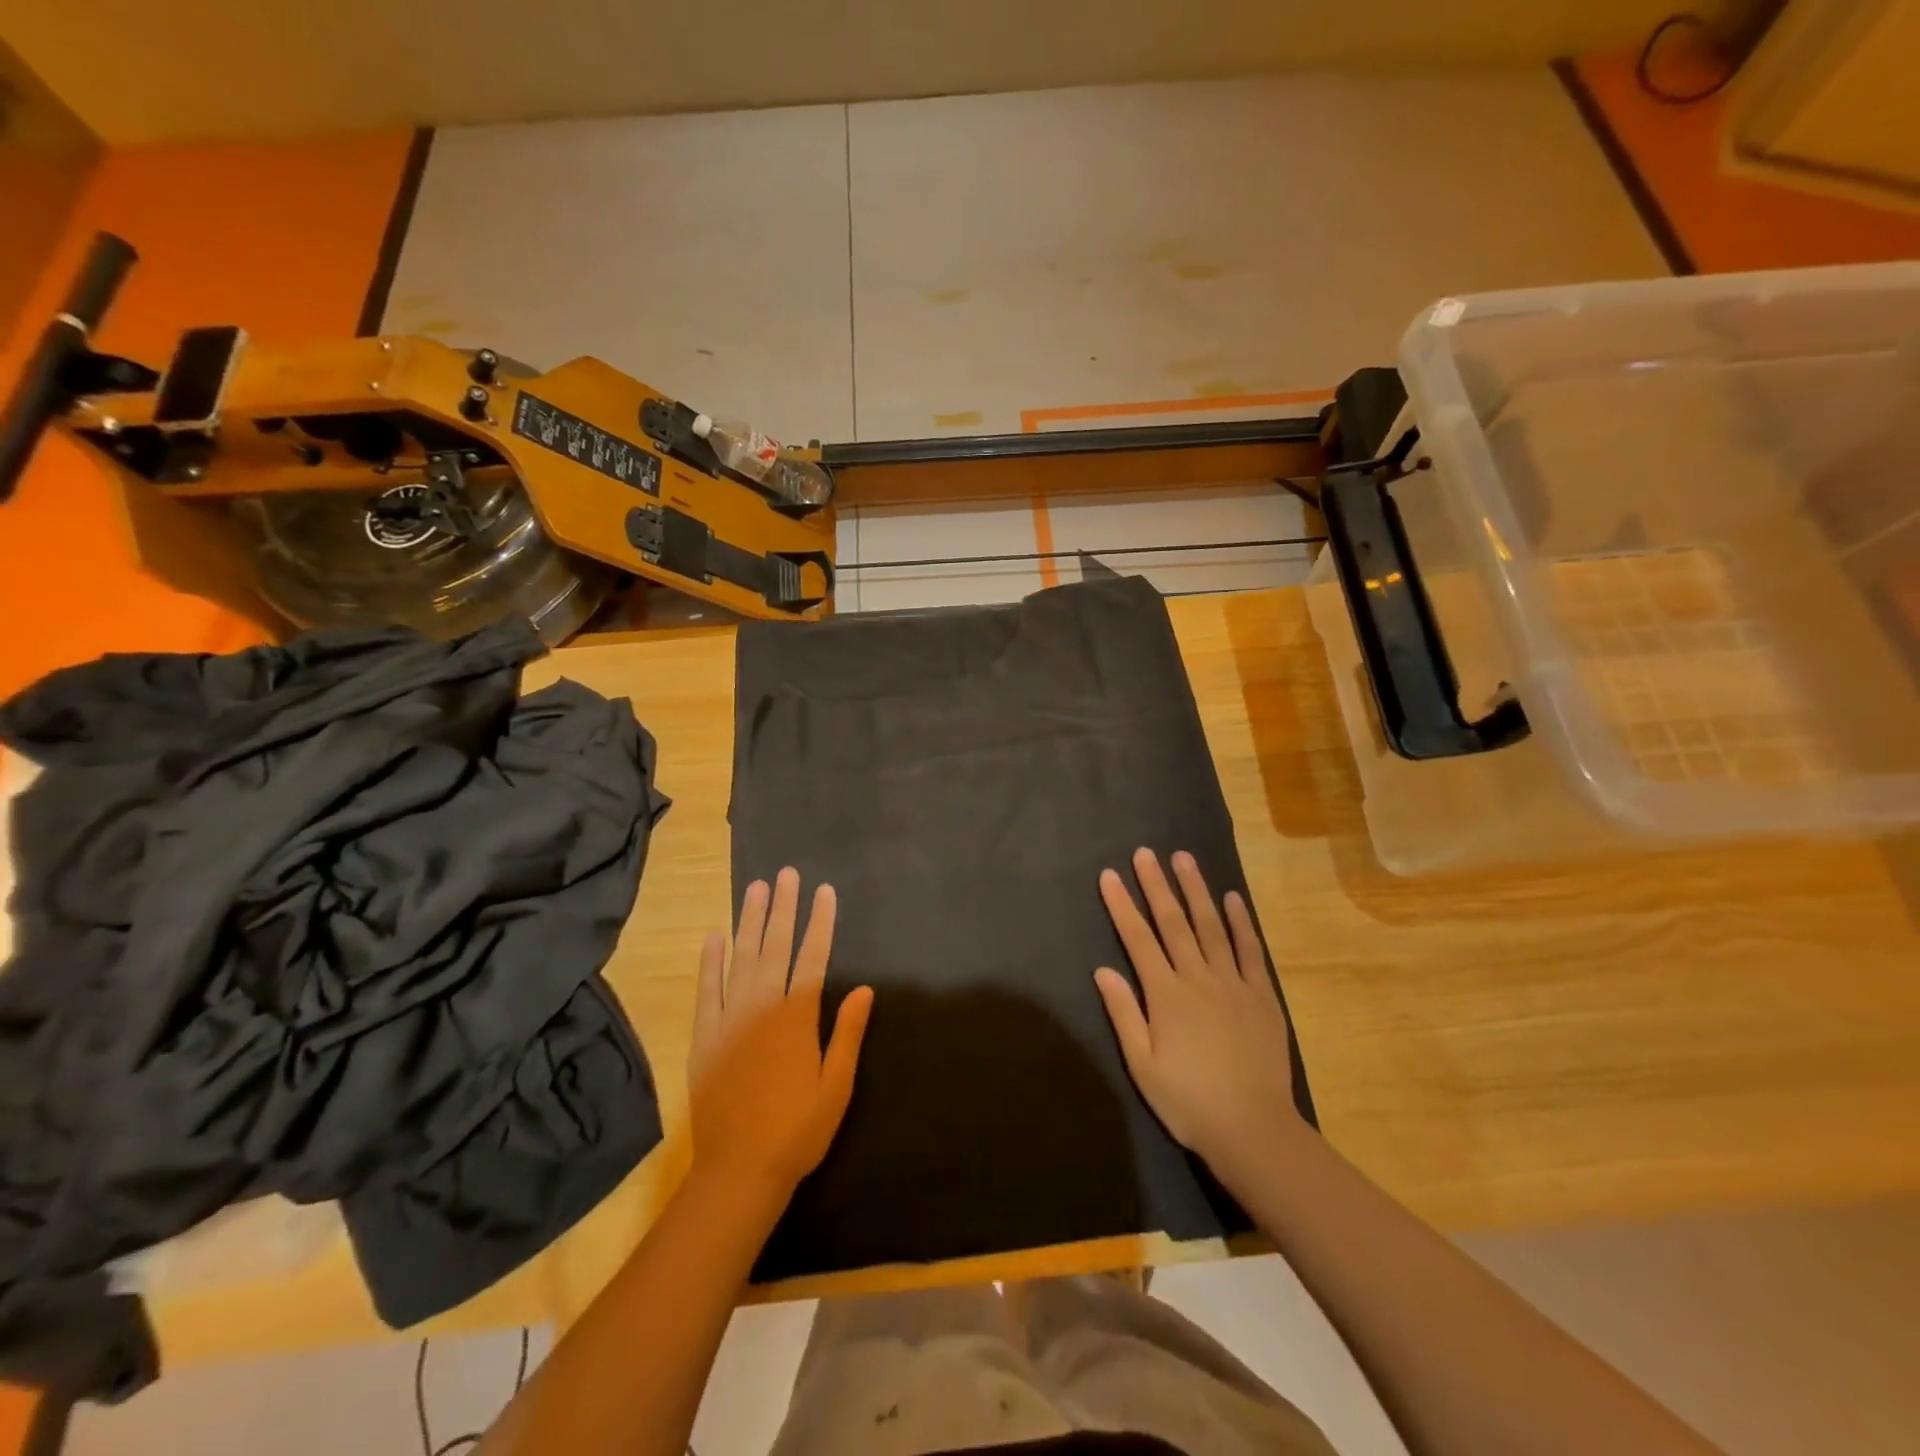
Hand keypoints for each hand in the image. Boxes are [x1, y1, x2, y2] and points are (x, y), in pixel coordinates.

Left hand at [689, 867, 873, 1198]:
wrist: (739, 1171)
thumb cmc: (798, 1130)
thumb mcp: (836, 1085)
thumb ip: (847, 1032)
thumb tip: (864, 988)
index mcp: (797, 1018)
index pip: (813, 957)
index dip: (820, 922)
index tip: (824, 891)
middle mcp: (762, 1008)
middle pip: (775, 947)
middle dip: (783, 908)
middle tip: (786, 873)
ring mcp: (728, 1020)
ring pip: (741, 959)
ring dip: (749, 921)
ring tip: (755, 888)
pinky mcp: (704, 1037)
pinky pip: (707, 990)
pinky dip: (710, 961)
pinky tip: (715, 935)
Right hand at [1094, 848, 1304, 1181]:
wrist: (1253, 1130)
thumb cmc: (1189, 1101)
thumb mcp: (1143, 1066)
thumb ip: (1124, 1014)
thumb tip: (1103, 971)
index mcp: (1167, 995)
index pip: (1138, 940)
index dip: (1122, 906)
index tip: (1110, 876)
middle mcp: (1199, 979)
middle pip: (1174, 923)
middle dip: (1157, 885)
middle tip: (1145, 853)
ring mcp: (1234, 984)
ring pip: (1212, 927)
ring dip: (1196, 891)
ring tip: (1184, 859)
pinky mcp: (1261, 996)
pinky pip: (1250, 951)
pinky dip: (1241, 922)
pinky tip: (1233, 898)